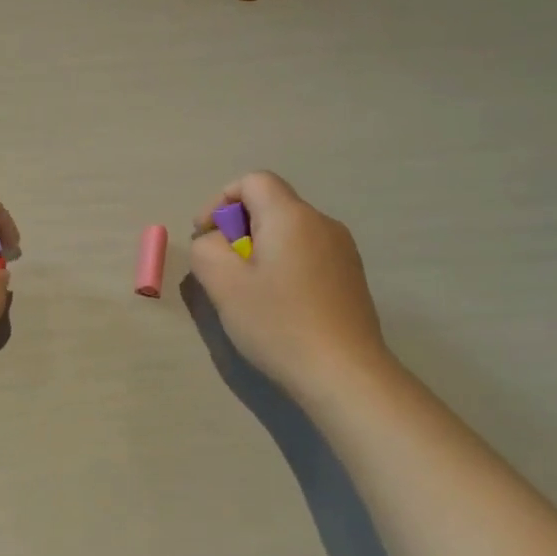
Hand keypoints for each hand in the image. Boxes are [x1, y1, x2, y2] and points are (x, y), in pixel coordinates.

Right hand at [188, 172, 390, 397]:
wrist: (344, 374)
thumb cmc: (278, 323)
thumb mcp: (223, 284)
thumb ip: (206, 249)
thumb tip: (214, 241)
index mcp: (291, 216)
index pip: (253, 181)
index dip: (220, 200)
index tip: (207, 237)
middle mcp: (322, 223)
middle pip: (271, 205)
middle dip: (238, 229)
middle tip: (223, 270)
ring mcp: (343, 250)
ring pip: (289, 232)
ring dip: (260, 250)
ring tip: (249, 291)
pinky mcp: (350, 277)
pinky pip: (307, 254)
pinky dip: (284, 266)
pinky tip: (279, 305)